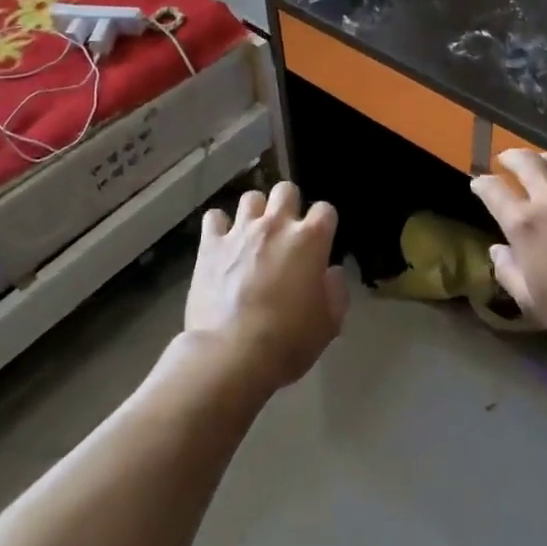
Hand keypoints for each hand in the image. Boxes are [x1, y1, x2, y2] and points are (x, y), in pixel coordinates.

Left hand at [185, 182, 347, 397]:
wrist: (231, 354)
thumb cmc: (288, 341)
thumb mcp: (328, 324)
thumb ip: (335, 291)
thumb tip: (330, 273)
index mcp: (310, 240)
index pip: (325, 210)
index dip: (324, 224)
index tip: (320, 242)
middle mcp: (276, 225)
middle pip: (285, 190)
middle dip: (289, 205)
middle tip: (286, 232)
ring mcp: (241, 231)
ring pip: (251, 197)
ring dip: (255, 212)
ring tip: (253, 235)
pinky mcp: (211, 244)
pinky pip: (214, 217)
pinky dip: (219, 227)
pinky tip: (222, 243)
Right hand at [470, 149, 546, 353]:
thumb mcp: (531, 302)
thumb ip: (508, 272)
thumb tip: (497, 250)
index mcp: (523, 224)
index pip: (492, 191)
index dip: (481, 184)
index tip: (478, 184)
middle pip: (524, 161)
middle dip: (510, 157)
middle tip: (506, 160)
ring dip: (544, 159)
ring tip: (543, 165)